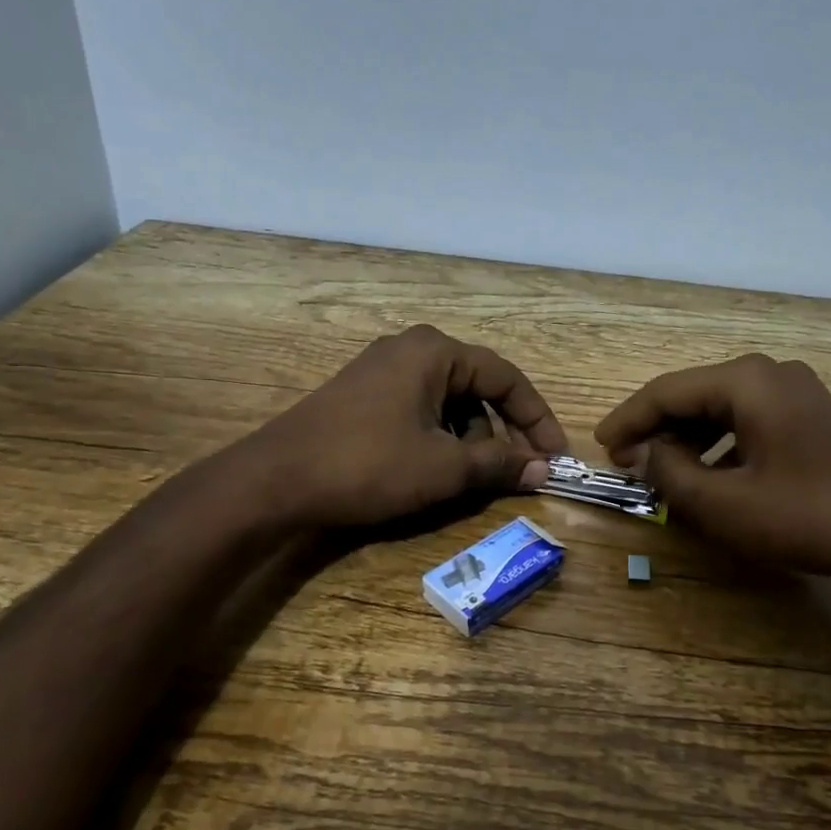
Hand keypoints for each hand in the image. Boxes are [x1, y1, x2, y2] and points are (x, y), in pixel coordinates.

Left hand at [243, 325, 567, 527]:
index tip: (555, 456)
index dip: (537, 418)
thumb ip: (499, 464)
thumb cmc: (369, 465)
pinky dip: (438, 437)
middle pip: (477, 388)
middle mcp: (411, 349)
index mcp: (436, 351)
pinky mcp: (363, 394)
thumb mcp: (444, 468)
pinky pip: (419, 409)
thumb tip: (543, 469)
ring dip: (468, 439)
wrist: (275, 480)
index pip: (507, 377)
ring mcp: (382, 369)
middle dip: (500, 432)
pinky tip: (431, 470)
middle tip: (514, 473)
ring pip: (448, 402)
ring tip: (467, 478)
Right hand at [594, 354, 830, 578]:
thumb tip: (648, 454)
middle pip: (695, 395)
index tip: (602, 446)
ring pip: (722, 408)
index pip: (667, 392)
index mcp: (746, 381)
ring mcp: (797, 391)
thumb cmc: (807, 515)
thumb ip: (673, 474)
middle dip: (658, 429)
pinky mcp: (812, 415)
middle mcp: (770, 373)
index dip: (629, 420)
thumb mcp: (726, 504)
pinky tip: (712, 472)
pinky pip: (749, 419)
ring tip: (664, 471)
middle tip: (629, 463)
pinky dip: (721, 443)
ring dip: (688, 438)